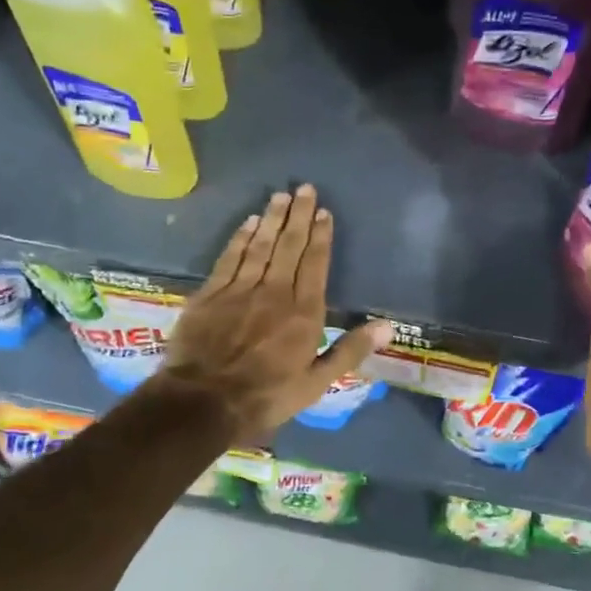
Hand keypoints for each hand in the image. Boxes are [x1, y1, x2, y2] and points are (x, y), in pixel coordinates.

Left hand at [162, 186, 390, 441]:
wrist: (202, 402)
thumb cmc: (266, 396)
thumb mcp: (317, 383)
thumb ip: (350, 350)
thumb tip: (387, 326)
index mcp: (304, 313)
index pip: (315, 264)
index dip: (321, 237)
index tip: (324, 213)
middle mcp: (274, 292)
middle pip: (289, 246)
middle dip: (298, 216)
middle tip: (304, 189)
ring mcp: (240, 290)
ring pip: (260, 245)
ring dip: (271, 219)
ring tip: (280, 196)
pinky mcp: (211, 294)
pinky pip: (230, 257)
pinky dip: (240, 238)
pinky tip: (248, 222)